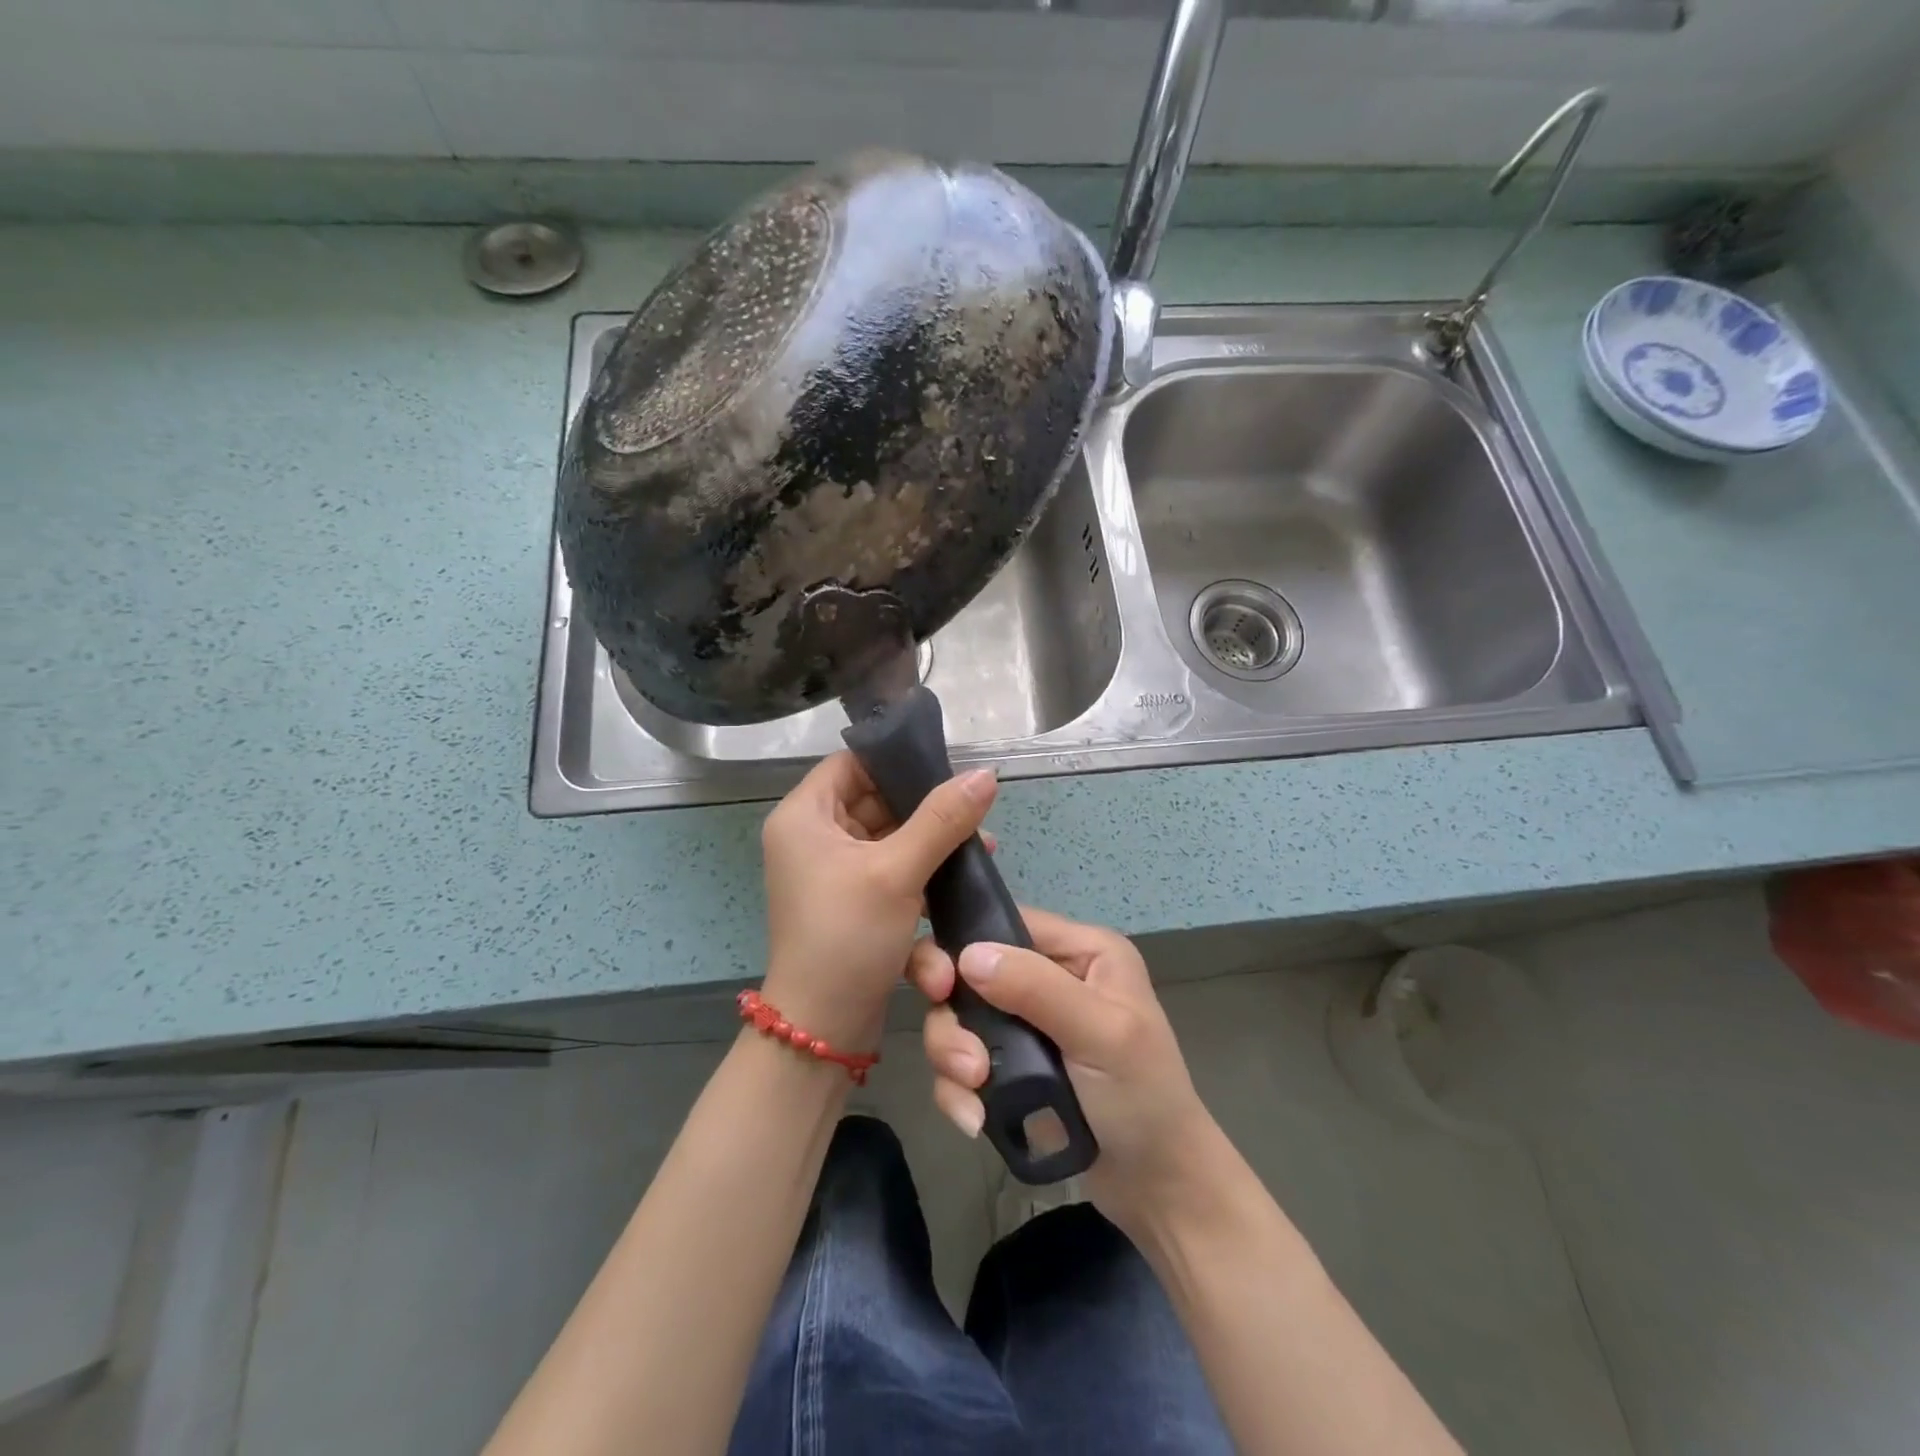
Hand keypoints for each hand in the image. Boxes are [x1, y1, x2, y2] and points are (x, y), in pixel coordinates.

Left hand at [759, 752, 997, 1053]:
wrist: (823, 1029)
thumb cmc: (848, 936)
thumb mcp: (898, 871)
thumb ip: (943, 819)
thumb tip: (986, 774)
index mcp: (804, 817)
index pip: (851, 764)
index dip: (896, 760)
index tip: (946, 767)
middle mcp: (813, 838)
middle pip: (875, 801)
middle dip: (928, 808)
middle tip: (976, 812)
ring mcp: (832, 872)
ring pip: (889, 838)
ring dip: (931, 843)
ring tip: (982, 847)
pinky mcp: (853, 901)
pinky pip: (890, 870)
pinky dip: (921, 873)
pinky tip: (961, 879)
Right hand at [910, 908, 1217, 1233]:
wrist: (1157, 1187)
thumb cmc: (1143, 1098)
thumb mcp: (1102, 1035)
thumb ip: (1037, 989)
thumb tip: (968, 955)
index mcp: (1081, 951)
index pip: (1007, 923)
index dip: (966, 946)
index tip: (940, 985)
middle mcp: (1050, 977)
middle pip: (970, 973)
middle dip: (954, 1017)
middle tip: (964, 1058)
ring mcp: (1027, 1024)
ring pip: (958, 1019)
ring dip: (953, 1057)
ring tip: (976, 1094)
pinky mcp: (1010, 1067)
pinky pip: (961, 1063)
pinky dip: (959, 1090)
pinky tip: (976, 1121)